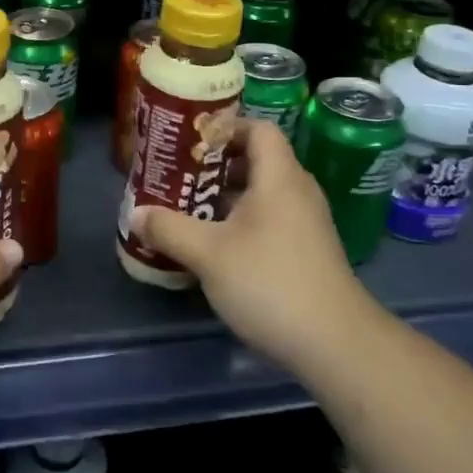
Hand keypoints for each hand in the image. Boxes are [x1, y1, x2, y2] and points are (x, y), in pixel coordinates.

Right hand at [130, 120, 380, 379]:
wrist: (336, 344)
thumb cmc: (270, 282)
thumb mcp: (208, 254)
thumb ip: (169, 229)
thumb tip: (135, 213)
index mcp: (279, 177)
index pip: (258, 129)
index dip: (225, 127)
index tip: (191, 142)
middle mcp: (297, 192)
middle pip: (257, 160)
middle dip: (216, 165)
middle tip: (179, 174)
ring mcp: (306, 224)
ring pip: (262, 193)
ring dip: (226, 196)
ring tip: (188, 208)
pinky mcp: (307, 252)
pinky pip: (270, 219)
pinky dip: (242, 221)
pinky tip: (214, 245)